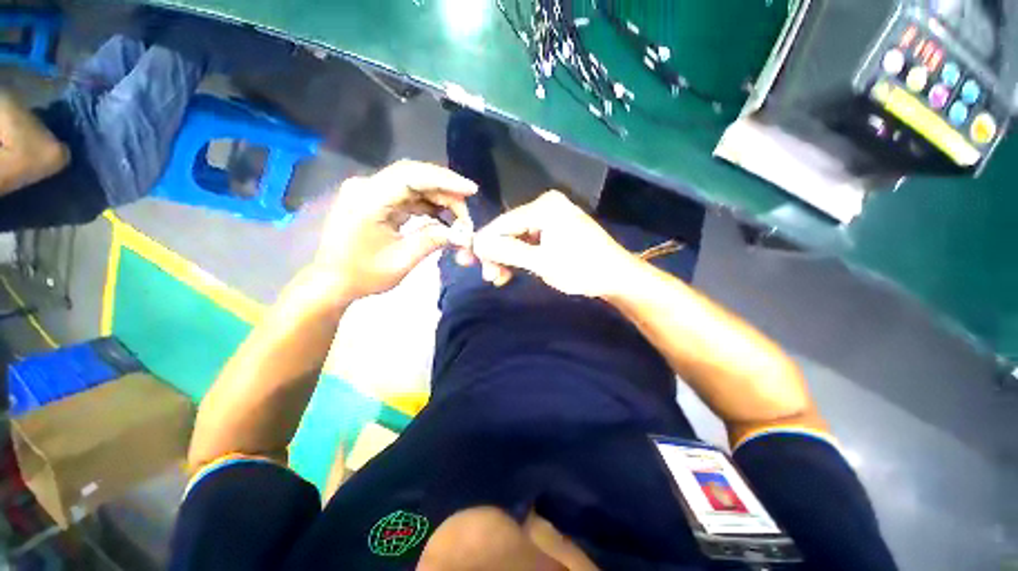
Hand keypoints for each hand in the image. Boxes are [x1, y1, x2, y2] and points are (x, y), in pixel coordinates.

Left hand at [313, 160, 476, 300]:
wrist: (332, 282)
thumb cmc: (363, 275)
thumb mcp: (401, 262)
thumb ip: (432, 241)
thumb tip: (462, 233)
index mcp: (368, 200)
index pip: (411, 177)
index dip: (445, 181)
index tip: (471, 190)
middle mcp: (367, 187)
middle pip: (415, 176)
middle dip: (446, 192)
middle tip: (466, 214)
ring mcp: (370, 191)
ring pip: (414, 185)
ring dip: (439, 199)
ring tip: (459, 218)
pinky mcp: (375, 199)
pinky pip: (407, 195)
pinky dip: (428, 204)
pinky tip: (443, 216)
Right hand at [471, 190, 638, 297]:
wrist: (616, 276)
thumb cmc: (581, 268)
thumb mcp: (541, 262)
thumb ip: (508, 252)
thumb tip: (476, 244)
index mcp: (543, 207)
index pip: (503, 223)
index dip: (484, 243)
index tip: (468, 262)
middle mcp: (546, 206)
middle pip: (510, 231)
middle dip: (497, 254)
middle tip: (487, 275)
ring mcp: (552, 218)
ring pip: (518, 239)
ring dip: (507, 259)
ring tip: (497, 278)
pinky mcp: (556, 230)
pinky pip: (530, 242)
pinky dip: (520, 258)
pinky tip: (510, 272)